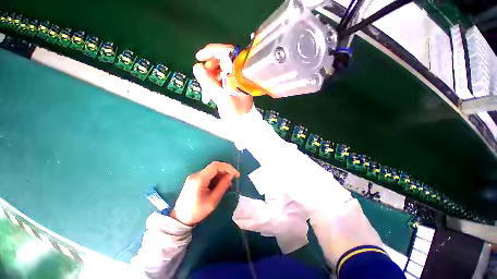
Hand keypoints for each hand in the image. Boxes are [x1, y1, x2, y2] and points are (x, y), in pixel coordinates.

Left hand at [170, 161, 239, 225]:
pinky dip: (216, 177)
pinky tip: (220, 184)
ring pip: (212, 171)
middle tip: (233, 178)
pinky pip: (208, 175)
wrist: (180, 219)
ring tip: (228, 183)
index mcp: (199, 179)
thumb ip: (222, 186)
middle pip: (214, 167)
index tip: (236, 174)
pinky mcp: (195, 180)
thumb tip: (230, 176)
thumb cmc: (197, 211)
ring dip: (221, 174)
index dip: (227, 167)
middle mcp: (196, 174)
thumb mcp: (213, 201)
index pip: (216, 166)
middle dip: (225, 171)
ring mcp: (195, 177)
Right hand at [193, 44, 253, 119]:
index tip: (198, 57)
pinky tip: (209, 96)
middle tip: (203, 83)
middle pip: (220, 62)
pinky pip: (219, 80)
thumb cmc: (235, 112)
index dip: (211, 51)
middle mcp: (238, 74)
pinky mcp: (233, 86)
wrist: (243, 123)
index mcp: (240, 74)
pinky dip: (213, 86)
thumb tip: (197, 66)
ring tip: (206, 96)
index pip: (226, 53)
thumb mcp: (221, 97)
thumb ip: (209, 82)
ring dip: (209, 81)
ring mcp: (236, 80)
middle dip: (208, 72)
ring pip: (218, 72)